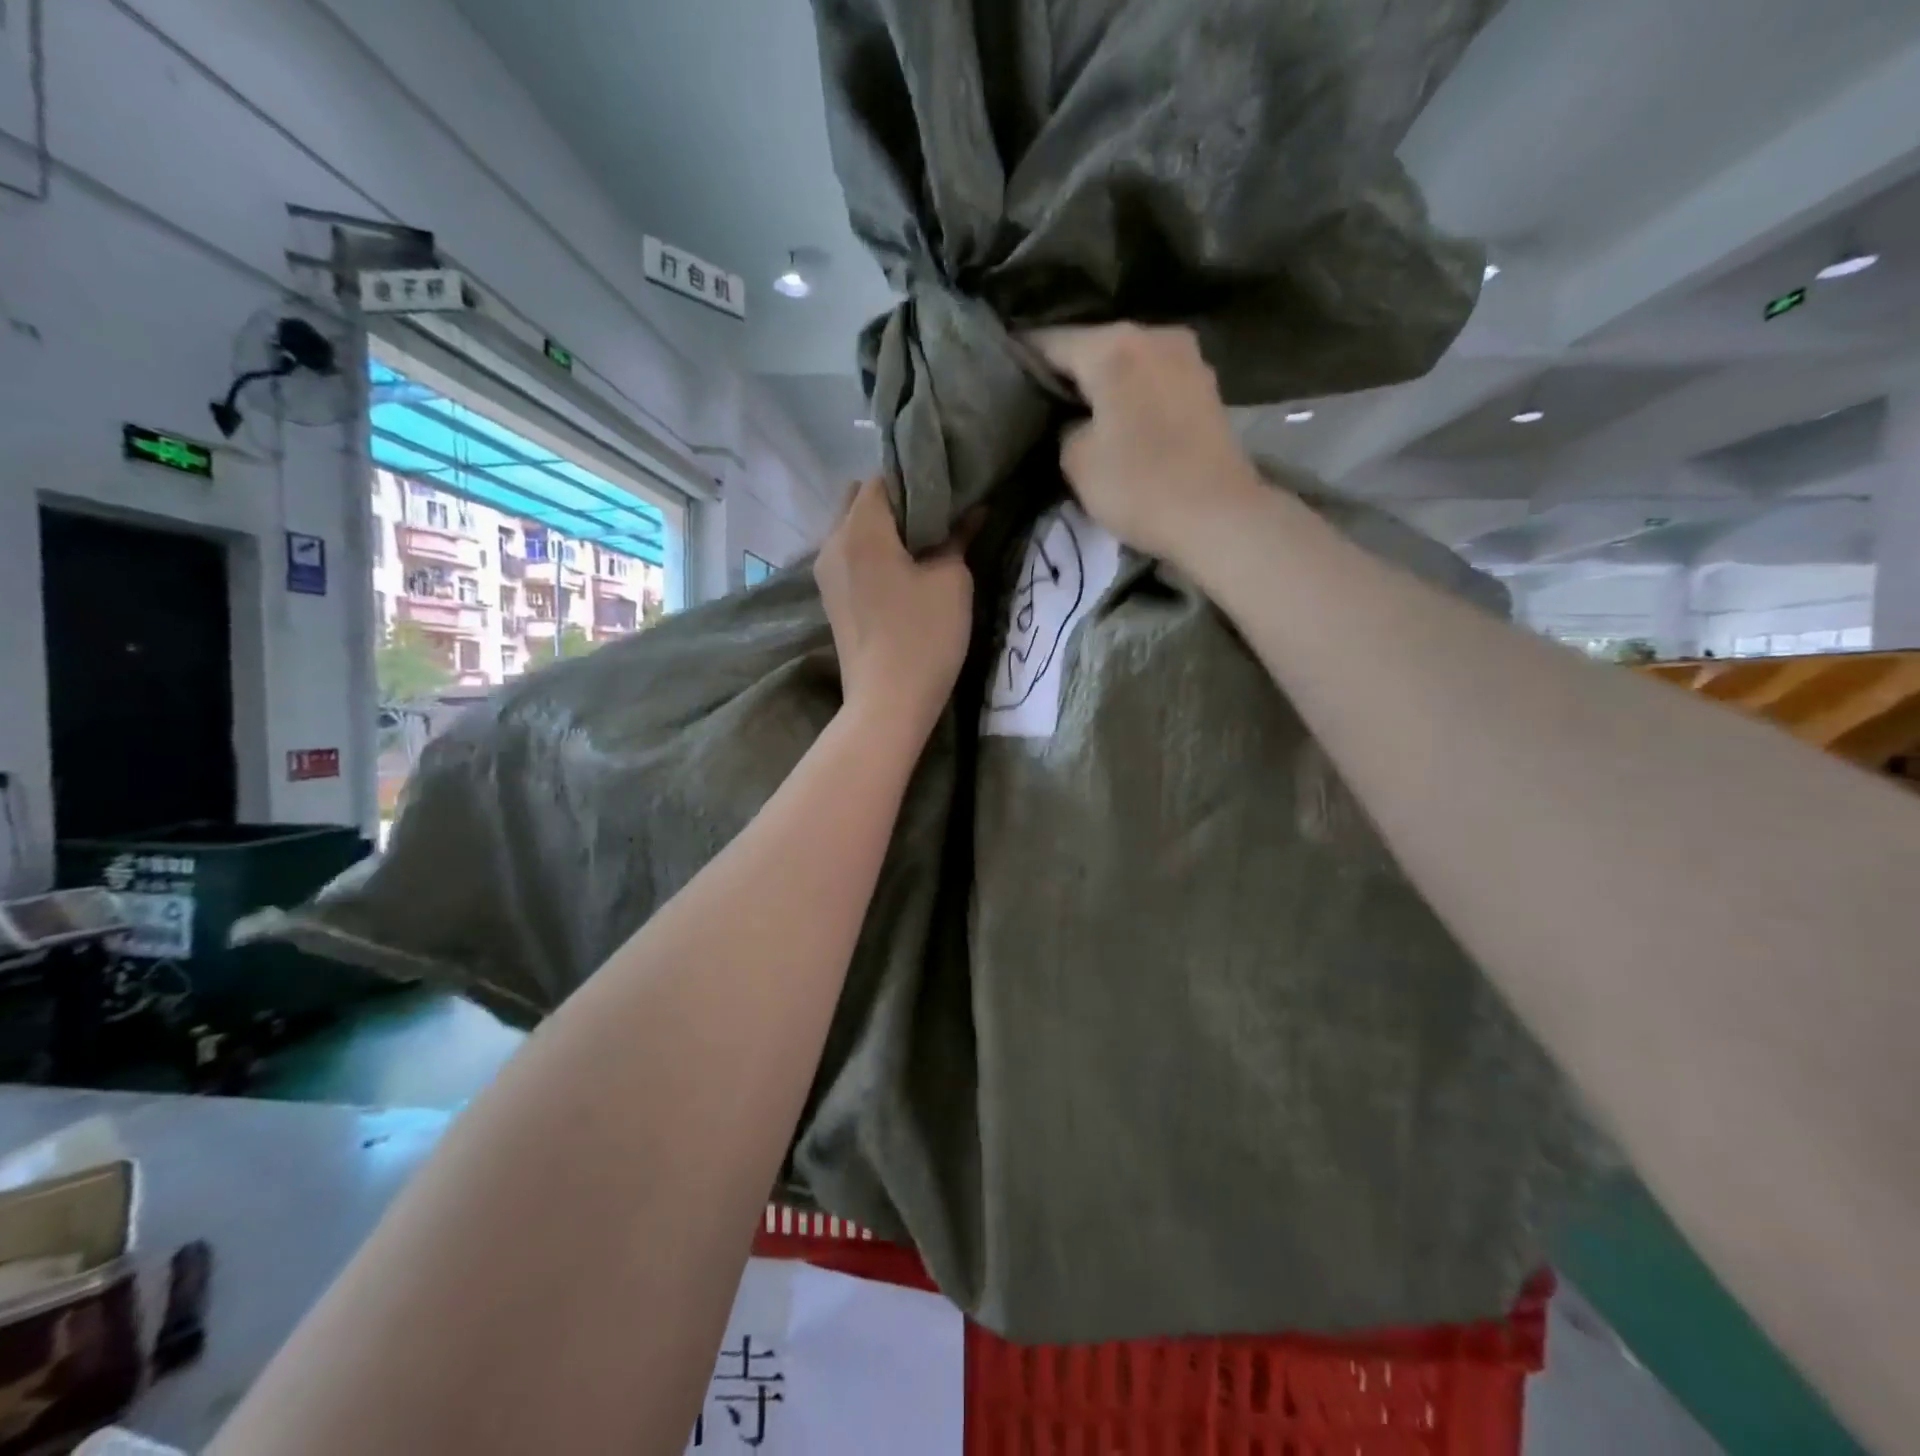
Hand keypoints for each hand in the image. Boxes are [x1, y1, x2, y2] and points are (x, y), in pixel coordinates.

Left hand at [816, 478, 973, 736]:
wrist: (887, 703)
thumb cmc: (924, 636)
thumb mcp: (952, 581)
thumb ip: (958, 537)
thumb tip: (973, 511)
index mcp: (860, 528)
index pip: (883, 478)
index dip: (916, 478)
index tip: (947, 491)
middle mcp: (832, 542)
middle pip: (860, 499)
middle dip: (896, 500)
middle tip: (936, 517)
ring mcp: (826, 573)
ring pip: (852, 529)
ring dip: (883, 528)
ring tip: (922, 543)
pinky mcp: (831, 598)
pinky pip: (849, 556)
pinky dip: (872, 552)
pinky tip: (902, 570)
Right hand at [1028, 324, 1264, 561]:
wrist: (1218, 515)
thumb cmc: (1140, 486)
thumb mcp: (1077, 461)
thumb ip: (1065, 427)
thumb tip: (1077, 419)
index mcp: (1113, 347)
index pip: (1051, 341)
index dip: (1023, 357)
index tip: (1004, 372)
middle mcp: (1153, 335)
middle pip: (1094, 345)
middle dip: (1067, 369)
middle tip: (1039, 397)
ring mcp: (1186, 357)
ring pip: (1127, 361)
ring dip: (1103, 381)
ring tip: (1079, 408)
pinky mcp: (1205, 384)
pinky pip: (1152, 379)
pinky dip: (1132, 392)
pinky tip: (1120, 416)